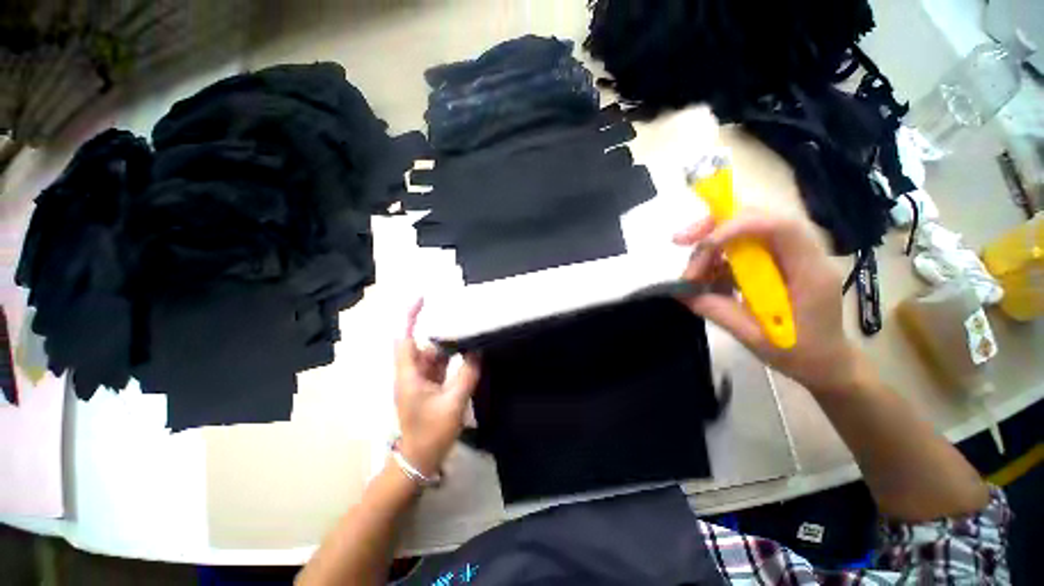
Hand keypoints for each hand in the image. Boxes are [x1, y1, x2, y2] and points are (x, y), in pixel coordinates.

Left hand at [394, 301, 480, 476]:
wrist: (420, 459)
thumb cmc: (431, 433)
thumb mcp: (453, 403)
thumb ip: (467, 375)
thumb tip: (477, 352)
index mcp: (409, 375)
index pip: (405, 338)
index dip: (410, 316)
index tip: (423, 298)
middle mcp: (412, 373)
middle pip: (424, 344)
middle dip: (440, 331)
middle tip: (462, 317)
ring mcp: (420, 380)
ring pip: (433, 355)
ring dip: (449, 346)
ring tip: (468, 333)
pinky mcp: (428, 386)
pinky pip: (440, 366)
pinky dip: (452, 359)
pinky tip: (467, 353)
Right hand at [674, 211, 867, 394]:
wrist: (826, 362)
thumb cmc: (800, 354)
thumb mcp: (755, 338)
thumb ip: (717, 311)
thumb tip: (680, 291)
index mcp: (810, 272)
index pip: (779, 228)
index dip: (738, 226)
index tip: (703, 245)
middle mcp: (802, 254)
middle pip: (759, 218)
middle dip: (715, 226)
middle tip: (680, 241)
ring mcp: (789, 256)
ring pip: (746, 230)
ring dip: (712, 246)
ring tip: (691, 275)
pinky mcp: (776, 262)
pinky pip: (742, 249)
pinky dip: (718, 259)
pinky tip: (705, 279)